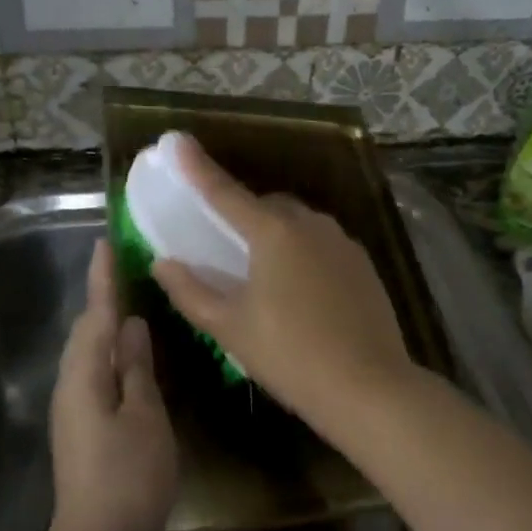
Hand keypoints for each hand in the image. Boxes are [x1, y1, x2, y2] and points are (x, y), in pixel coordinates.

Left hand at [46, 239, 178, 530]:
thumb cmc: (128, 479)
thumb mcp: (145, 418)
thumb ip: (136, 369)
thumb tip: (130, 326)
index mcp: (84, 376)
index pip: (95, 315)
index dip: (103, 279)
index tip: (107, 241)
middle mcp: (71, 385)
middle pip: (86, 330)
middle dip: (103, 296)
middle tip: (127, 265)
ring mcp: (74, 409)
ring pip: (89, 352)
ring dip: (106, 323)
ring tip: (132, 298)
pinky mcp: (83, 427)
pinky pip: (95, 373)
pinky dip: (111, 353)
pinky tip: (131, 353)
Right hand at [151, 138, 416, 430]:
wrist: (369, 388)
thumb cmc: (290, 355)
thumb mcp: (230, 328)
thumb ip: (191, 291)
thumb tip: (162, 262)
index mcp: (274, 233)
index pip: (226, 193)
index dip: (198, 168)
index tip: (178, 142)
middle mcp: (311, 225)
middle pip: (267, 206)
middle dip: (243, 215)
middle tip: (224, 244)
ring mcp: (343, 243)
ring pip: (299, 224)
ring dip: (275, 234)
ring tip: (261, 272)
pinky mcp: (363, 265)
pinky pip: (322, 244)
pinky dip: (302, 252)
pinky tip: (299, 289)